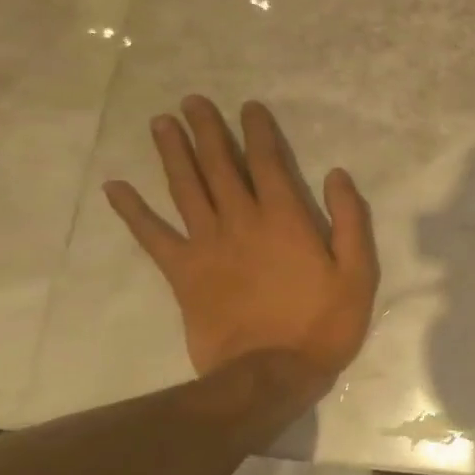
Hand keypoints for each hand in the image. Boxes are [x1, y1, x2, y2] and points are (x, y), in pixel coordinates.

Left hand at [103, 96, 379, 382]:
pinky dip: (133, 212)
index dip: (258, 133)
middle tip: (192, 101)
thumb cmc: (324, 322)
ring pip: (186, 189)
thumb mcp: (358, 272)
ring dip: (173, 154)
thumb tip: (337, 176)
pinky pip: (154, 236)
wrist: (270, 372)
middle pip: (221, 167)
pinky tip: (116, 188)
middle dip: (208, 131)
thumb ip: (350, 221)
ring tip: (162, 123)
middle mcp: (241, 222)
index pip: (269, 164)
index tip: (248, 108)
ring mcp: (207, 246)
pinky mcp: (183, 274)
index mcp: (285, 220)